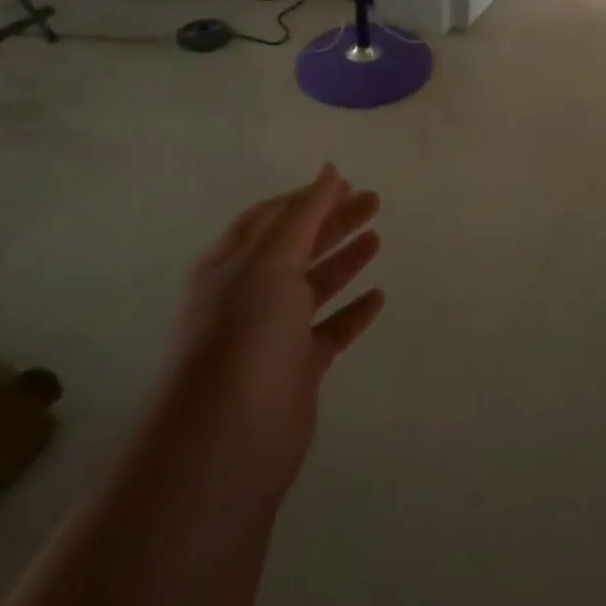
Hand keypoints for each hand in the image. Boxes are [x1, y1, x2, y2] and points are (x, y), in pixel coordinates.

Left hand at [160, 164, 385, 502]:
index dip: (306, 198)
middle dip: (334, 221)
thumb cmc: (244, 333)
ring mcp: (273, 332)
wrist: (227, 437)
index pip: (270, 218)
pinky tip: (378, 296)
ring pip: (314, 285)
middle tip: (374, 201)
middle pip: (297, 246)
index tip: (345, 182)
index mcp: (233, 263)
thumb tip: (329, 168)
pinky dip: (353, 312)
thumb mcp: (271, 260)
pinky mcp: (297, 367)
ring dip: (344, 260)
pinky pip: (330, 330)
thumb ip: (304, 213)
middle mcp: (250, 293)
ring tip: (377, 237)